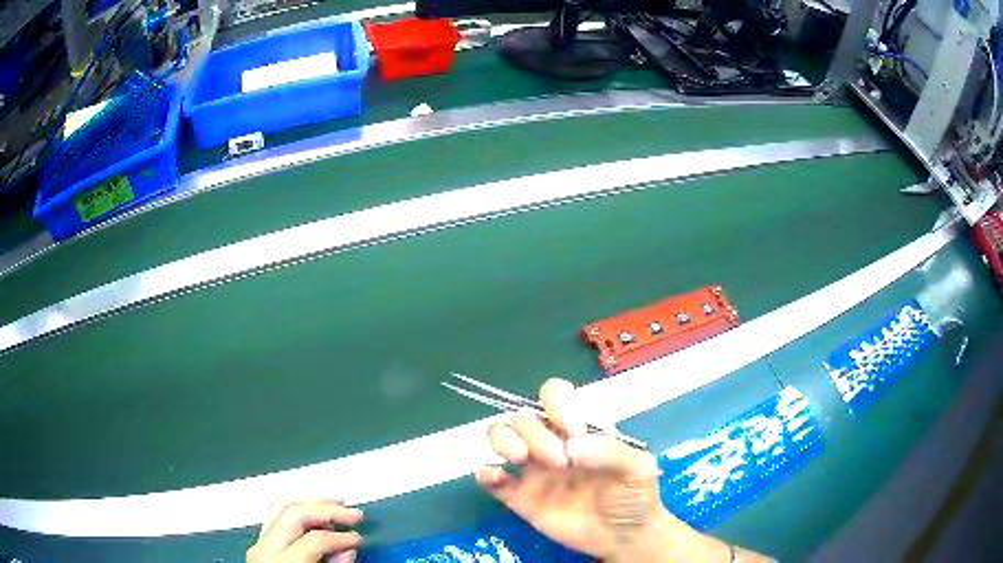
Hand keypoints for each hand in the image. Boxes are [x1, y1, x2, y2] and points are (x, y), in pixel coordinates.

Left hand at [247, 499, 362, 562]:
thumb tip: (346, 551)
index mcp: (279, 561)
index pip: (315, 538)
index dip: (342, 537)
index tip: (357, 539)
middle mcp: (263, 549)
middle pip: (294, 512)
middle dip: (326, 508)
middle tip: (351, 512)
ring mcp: (257, 546)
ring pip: (281, 507)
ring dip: (310, 502)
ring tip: (333, 503)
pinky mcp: (258, 547)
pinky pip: (275, 516)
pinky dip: (296, 510)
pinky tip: (311, 514)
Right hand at [476, 379, 725, 561]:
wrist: (624, 537)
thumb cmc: (635, 495)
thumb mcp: (637, 468)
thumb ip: (611, 451)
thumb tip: (572, 444)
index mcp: (579, 429)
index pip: (554, 395)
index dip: (556, 404)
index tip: (572, 430)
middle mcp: (551, 442)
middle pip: (524, 416)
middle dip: (537, 434)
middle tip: (560, 463)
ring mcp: (532, 469)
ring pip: (500, 435)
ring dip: (503, 440)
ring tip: (521, 459)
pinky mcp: (518, 496)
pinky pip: (490, 478)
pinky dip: (486, 473)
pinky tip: (498, 479)